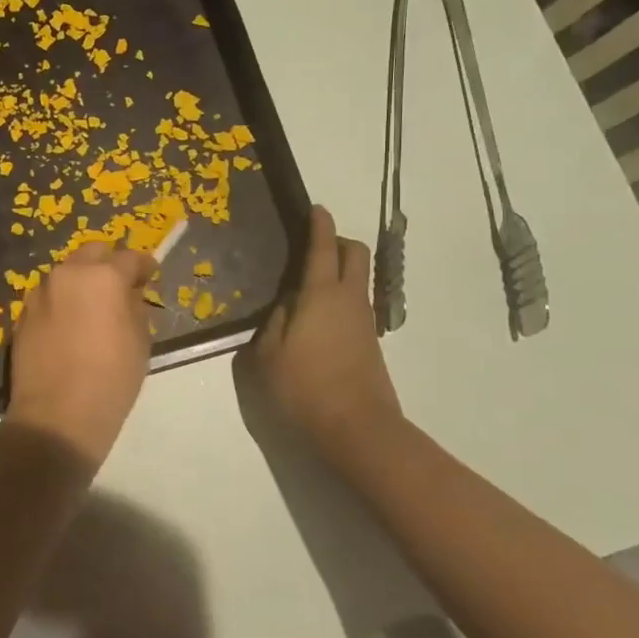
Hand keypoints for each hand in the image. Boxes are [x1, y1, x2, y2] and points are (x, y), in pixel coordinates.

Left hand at [6, 241, 157, 466]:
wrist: (57, 416)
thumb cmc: (111, 379)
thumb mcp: (140, 341)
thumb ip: (135, 307)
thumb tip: (129, 295)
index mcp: (103, 276)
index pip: (130, 258)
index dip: (144, 266)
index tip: (150, 276)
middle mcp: (68, 274)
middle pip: (92, 252)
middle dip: (108, 263)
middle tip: (120, 287)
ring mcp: (40, 293)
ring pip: (66, 273)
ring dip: (82, 282)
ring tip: (93, 308)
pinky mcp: (22, 314)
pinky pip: (48, 297)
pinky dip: (62, 302)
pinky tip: (70, 326)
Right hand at [249, 205, 404, 458]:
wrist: (358, 428)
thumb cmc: (305, 387)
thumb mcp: (268, 354)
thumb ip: (273, 322)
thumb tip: (284, 303)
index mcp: (321, 294)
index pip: (323, 247)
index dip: (319, 224)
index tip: (315, 208)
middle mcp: (349, 299)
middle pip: (355, 253)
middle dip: (338, 241)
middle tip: (312, 247)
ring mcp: (365, 320)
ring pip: (359, 279)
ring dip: (340, 270)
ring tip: (307, 285)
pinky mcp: (370, 342)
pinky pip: (357, 303)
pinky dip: (341, 296)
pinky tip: (317, 317)